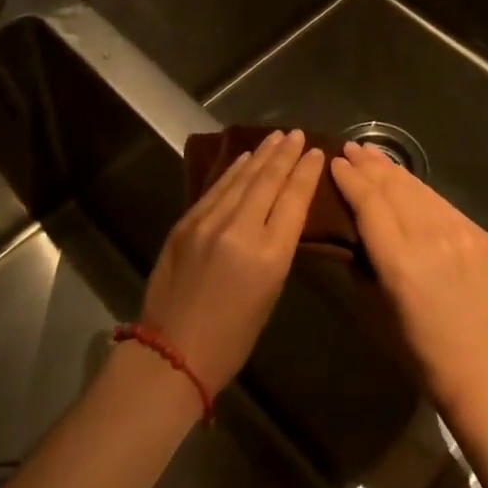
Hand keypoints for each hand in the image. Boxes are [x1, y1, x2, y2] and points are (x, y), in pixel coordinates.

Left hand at [138, 129, 324, 389]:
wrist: (171, 353)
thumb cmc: (232, 338)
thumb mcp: (270, 292)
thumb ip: (277, 246)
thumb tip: (282, 210)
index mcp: (269, 255)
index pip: (294, 199)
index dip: (306, 172)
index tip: (315, 152)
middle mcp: (240, 230)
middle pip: (268, 180)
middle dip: (285, 154)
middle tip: (297, 133)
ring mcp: (209, 222)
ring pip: (242, 178)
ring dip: (261, 155)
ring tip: (276, 137)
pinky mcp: (185, 222)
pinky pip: (217, 188)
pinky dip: (234, 170)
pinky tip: (244, 158)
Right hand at [331, 144, 487, 421]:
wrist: (485, 371)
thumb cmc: (420, 352)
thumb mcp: (375, 313)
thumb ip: (362, 266)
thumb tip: (351, 234)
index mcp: (400, 262)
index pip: (370, 204)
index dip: (350, 179)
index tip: (334, 162)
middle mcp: (431, 238)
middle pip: (394, 187)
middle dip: (369, 165)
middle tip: (350, 148)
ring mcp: (460, 233)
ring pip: (419, 189)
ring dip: (393, 170)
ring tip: (373, 155)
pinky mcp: (480, 234)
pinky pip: (443, 203)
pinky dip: (420, 190)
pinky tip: (407, 183)